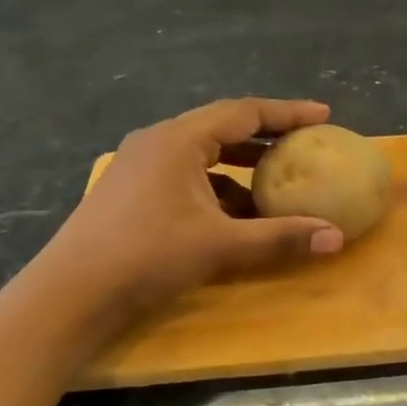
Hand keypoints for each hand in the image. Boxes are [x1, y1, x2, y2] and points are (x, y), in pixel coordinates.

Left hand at [34, 98, 345, 326]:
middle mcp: (158, 141)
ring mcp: (140, 164)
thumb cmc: (147, 256)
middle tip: (303, 144)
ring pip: (203, 152)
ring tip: (276, 180)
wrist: (70, 293)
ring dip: (241, 164)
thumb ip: (280, 238)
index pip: (245, 112)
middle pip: (223, 126)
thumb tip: (336, 238)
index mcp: (179, 140)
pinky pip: (186, 174)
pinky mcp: (131, 189)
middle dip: (266, 135)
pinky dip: (217, 185)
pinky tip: (235, 213)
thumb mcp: (221, 246)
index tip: (323, 115)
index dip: (288, 112)